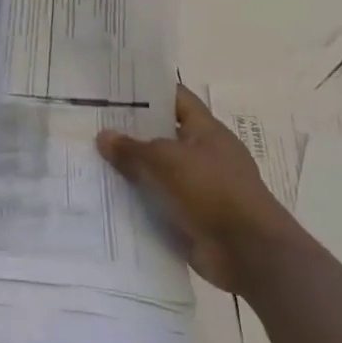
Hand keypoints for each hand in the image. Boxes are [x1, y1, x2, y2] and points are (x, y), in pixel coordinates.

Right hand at [97, 84, 290, 293]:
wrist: (248, 253)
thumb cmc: (212, 191)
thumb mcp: (166, 161)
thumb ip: (132, 149)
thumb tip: (103, 135)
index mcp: (207, 131)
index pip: (176, 99)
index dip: (149, 92)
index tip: (116, 89)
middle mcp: (204, 155)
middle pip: (163, 136)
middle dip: (132, 133)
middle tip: (94, 125)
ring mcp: (200, 188)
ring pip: (159, 172)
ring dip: (132, 171)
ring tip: (93, 161)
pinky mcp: (193, 218)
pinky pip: (160, 203)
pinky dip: (139, 202)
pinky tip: (108, 198)